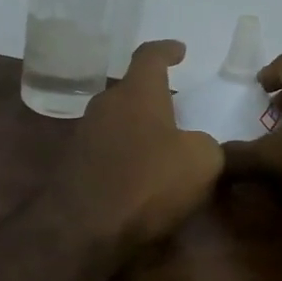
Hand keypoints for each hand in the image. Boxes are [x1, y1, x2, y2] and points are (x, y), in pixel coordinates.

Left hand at [49, 41, 223, 247]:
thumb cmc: (149, 182)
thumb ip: (207, 145)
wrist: (85, 229)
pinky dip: (127, 157)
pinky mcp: (74, 167)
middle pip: (133, 92)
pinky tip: (142, 179)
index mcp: (138, 93)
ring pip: (119, 122)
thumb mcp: (202, 161)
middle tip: (179, 113)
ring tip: (164, 150)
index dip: (166, 50)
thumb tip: (196, 146)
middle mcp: (106, 106)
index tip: (179, 50)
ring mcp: (85, 136)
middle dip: (155, 99)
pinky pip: (108, 150)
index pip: (150, 56)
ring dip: (140, 130)